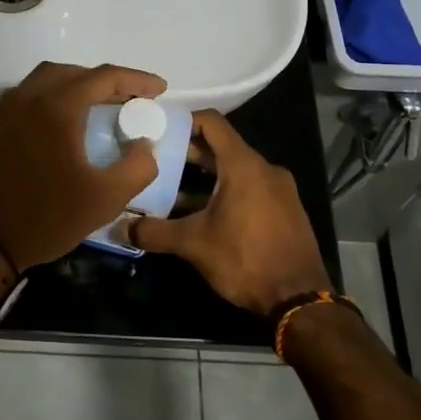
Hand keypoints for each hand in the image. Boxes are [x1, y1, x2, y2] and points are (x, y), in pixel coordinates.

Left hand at [0, 62, 166, 274]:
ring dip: (80, 85)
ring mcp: (8, 109)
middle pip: (75, 72)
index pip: (104, 77)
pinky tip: (70, 122)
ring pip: (50, 79)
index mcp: (58, 106)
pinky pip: (32, 95)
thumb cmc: (47, 216)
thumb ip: (138, 167)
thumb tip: (144, 145)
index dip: (136, 79)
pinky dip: (57, 97)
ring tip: (103, 106)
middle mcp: (30, 96)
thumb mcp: (106, 198)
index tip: (160, 89)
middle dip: (108, 81)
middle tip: (133, 99)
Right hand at [131, 110, 328, 314]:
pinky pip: (251, 188)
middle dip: (189, 152)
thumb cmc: (245, 259)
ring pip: (236, 170)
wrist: (299, 299)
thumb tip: (121, 228)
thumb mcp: (193, 244)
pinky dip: (226, 191)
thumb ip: (154, 232)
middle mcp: (265, 169)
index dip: (183, 121)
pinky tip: (204, 214)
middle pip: (222, 146)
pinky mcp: (286, 209)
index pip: (211, 122)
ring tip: (173, 190)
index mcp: (244, 165)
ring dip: (206, 177)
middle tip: (157, 162)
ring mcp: (279, 189)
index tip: (159, 130)